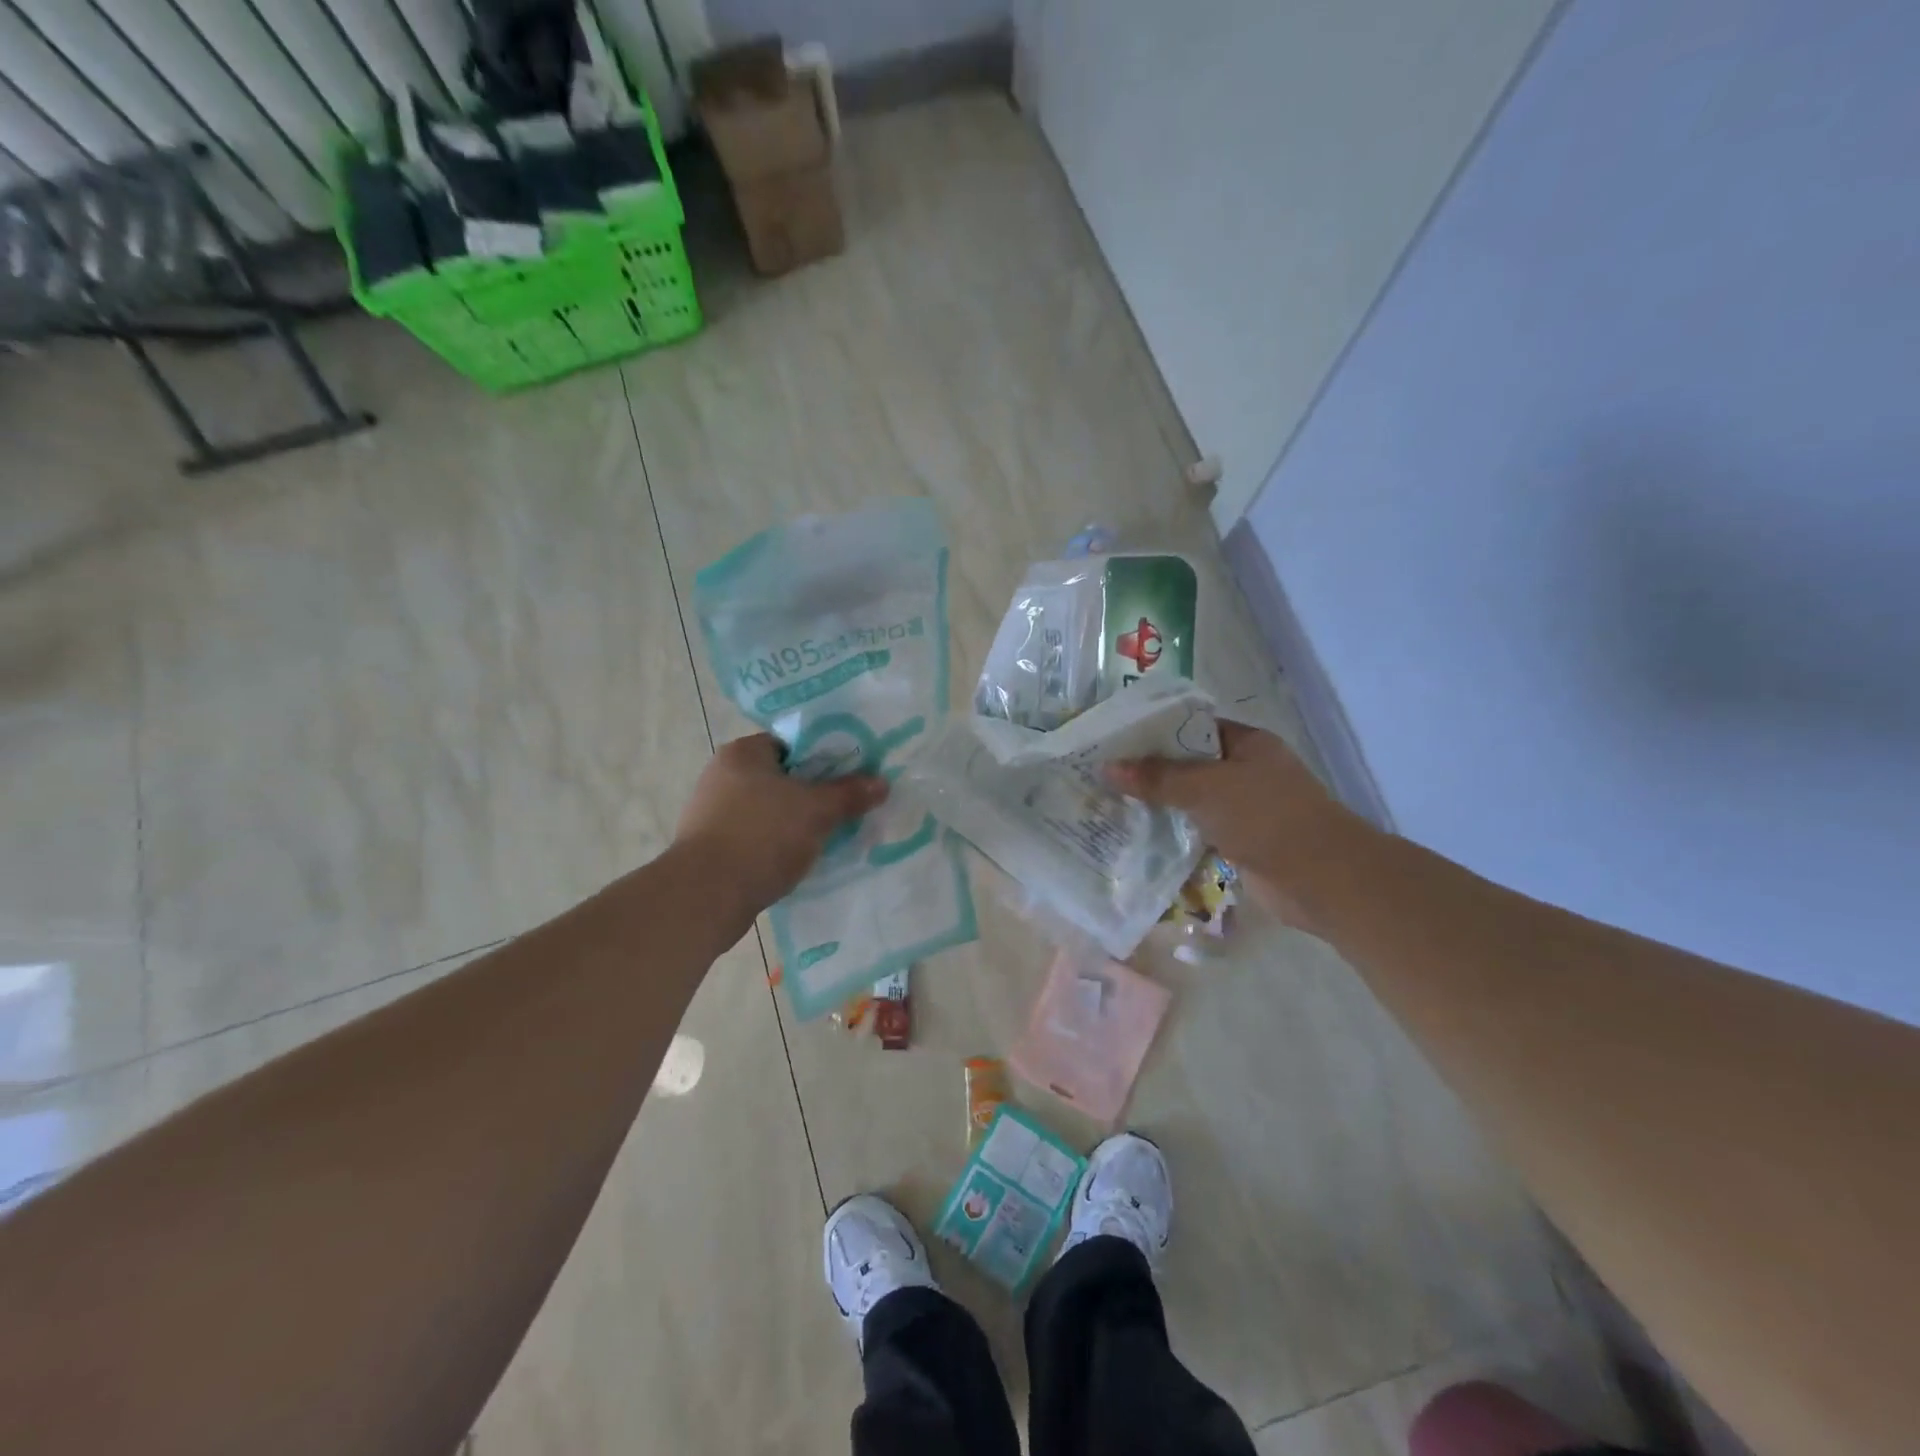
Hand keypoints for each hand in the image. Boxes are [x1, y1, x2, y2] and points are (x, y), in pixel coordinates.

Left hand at [674, 733, 888, 915]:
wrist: (705, 896)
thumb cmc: (762, 836)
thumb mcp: (817, 811)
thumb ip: (849, 793)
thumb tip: (881, 782)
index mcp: (743, 753)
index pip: (791, 743)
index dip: (824, 757)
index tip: (850, 776)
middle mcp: (722, 775)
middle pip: (782, 777)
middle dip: (814, 793)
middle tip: (846, 807)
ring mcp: (712, 812)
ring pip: (770, 810)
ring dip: (796, 822)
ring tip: (829, 836)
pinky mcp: (711, 847)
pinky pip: (756, 837)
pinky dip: (777, 845)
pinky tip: (799, 860)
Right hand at [1106, 722, 1374, 934]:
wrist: (1321, 879)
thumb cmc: (1267, 817)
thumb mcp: (1206, 788)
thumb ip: (1157, 778)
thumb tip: (1107, 767)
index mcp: (1247, 743)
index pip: (1192, 727)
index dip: (1154, 731)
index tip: (1114, 740)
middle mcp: (1246, 771)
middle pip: (1188, 765)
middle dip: (1149, 771)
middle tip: (1101, 774)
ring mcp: (1244, 809)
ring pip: (1191, 801)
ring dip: (1158, 806)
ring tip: (1109, 804)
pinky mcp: (1239, 842)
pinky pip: (1197, 831)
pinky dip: (1173, 834)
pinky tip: (1136, 837)